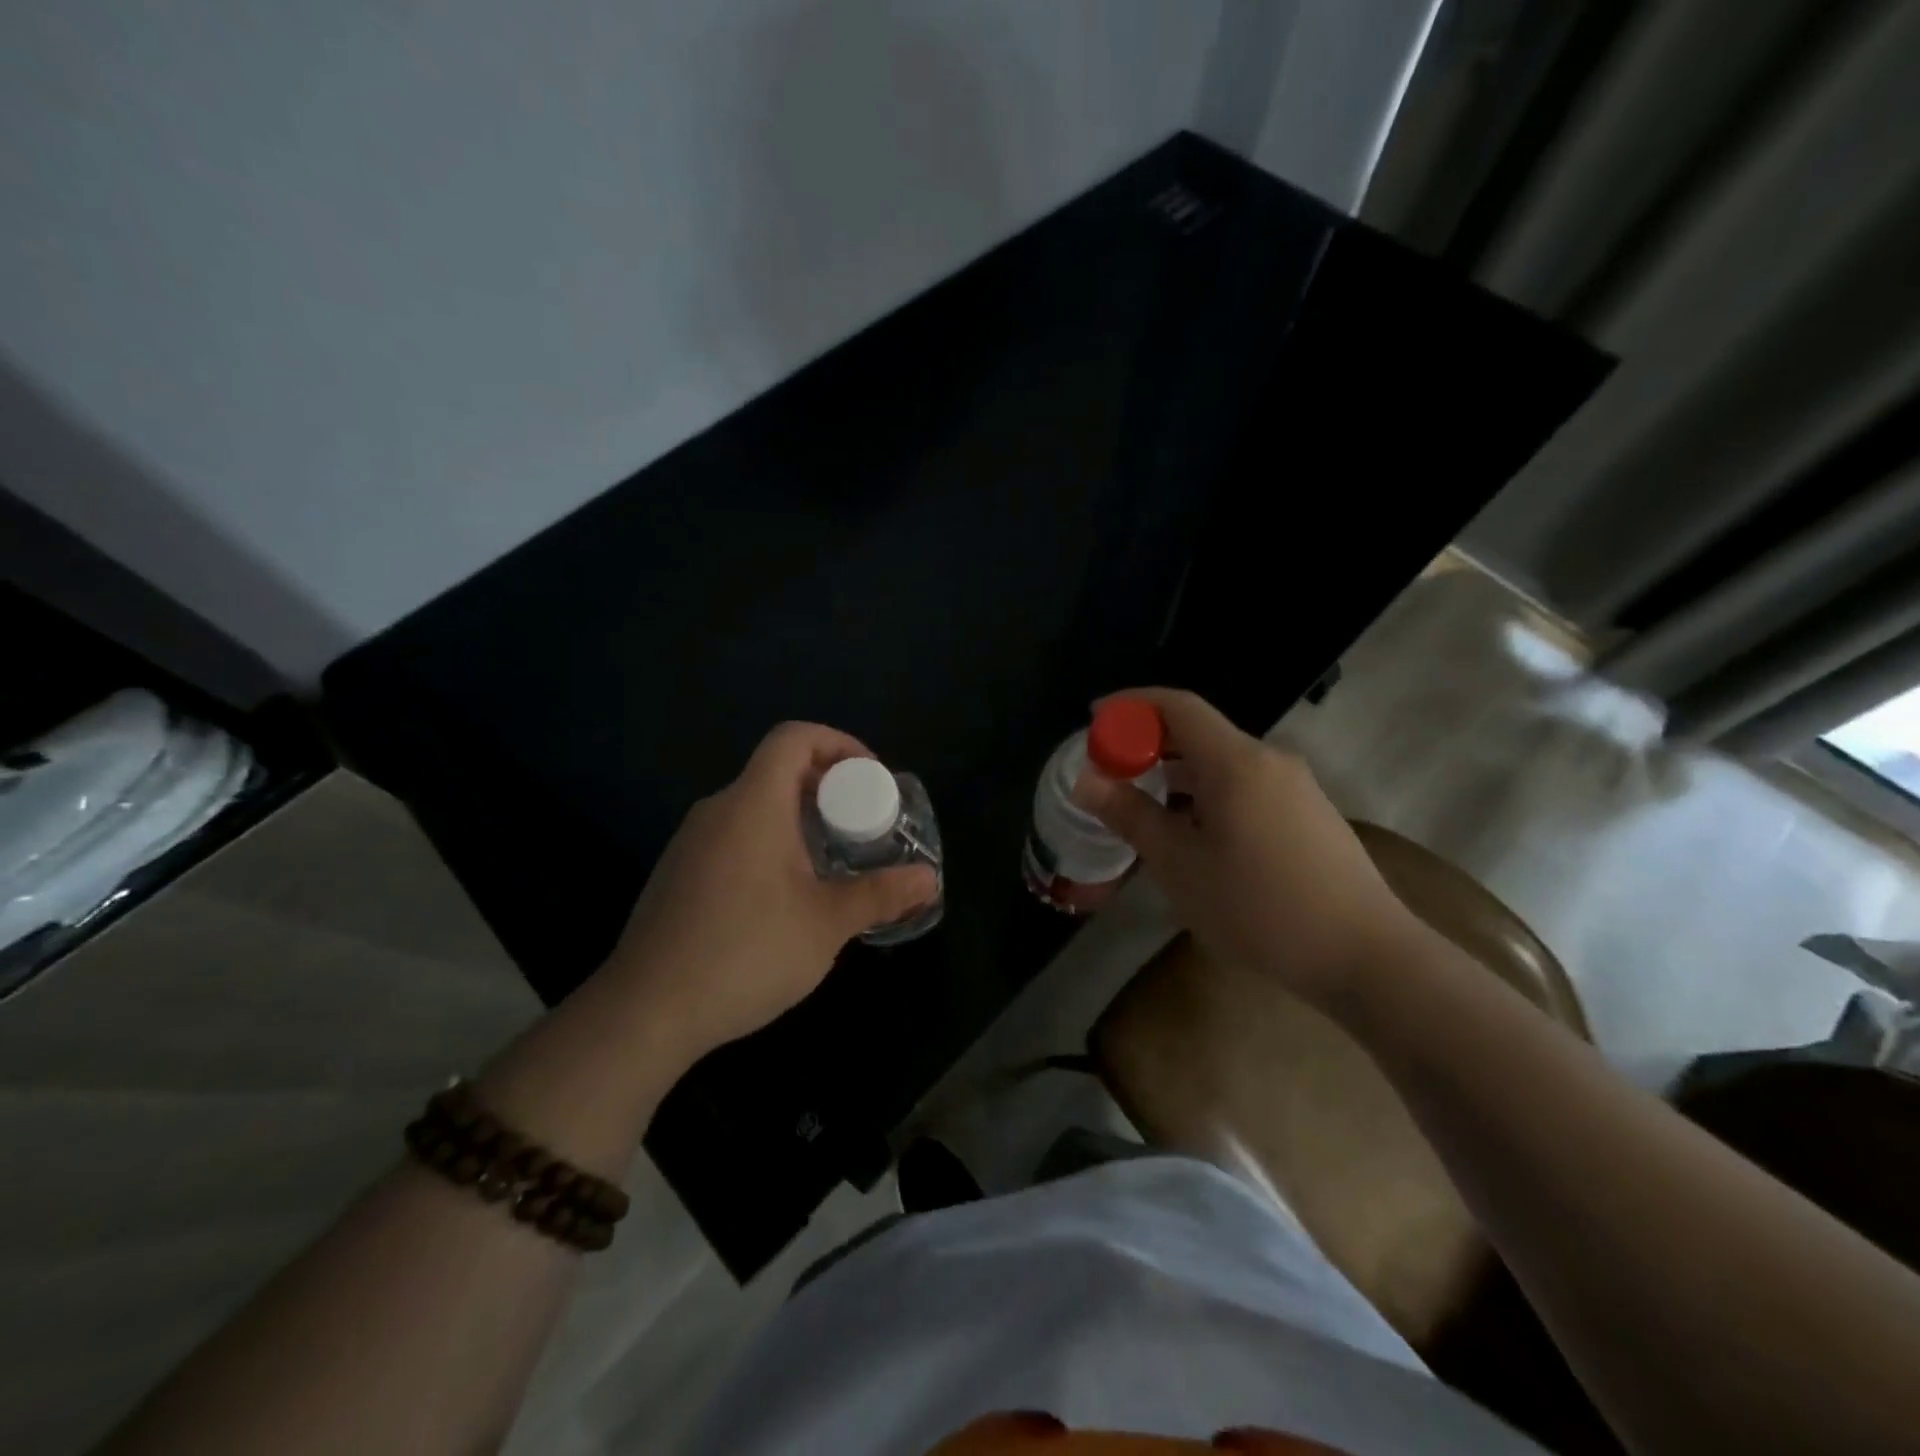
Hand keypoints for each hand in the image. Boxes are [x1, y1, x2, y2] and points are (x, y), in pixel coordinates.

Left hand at [600, 722, 937, 1063]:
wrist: (646, 1012)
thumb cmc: (745, 953)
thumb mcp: (826, 924)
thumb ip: (881, 895)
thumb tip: (929, 880)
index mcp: (753, 804)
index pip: (794, 738)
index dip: (839, 743)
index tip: (872, 778)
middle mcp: (718, 810)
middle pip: (778, 770)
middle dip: (829, 787)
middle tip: (865, 825)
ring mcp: (692, 842)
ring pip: (756, 807)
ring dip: (801, 820)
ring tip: (835, 862)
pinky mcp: (679, 874)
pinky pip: (735, 836)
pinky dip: (771, 843)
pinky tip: (787, 896)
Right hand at [1072, 687, 1422, 1008]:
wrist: (1365, 955)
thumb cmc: (1259, 907)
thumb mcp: (1180, 864)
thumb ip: (1130, 815)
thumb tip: (1087, 780)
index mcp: (1236, 761)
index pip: (1177, 705)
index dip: (1131, 704)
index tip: (1094, 719)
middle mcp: (1269, 760)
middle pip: (1199, 733)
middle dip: (1149, 744)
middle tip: (1110, 771)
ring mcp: (1295, 787)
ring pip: (1222, 764)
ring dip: (1178, 775)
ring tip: (1143, 808)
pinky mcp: (1308, 815)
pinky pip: (1245, 787)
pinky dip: (1207, 795)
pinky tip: (1194, 836)